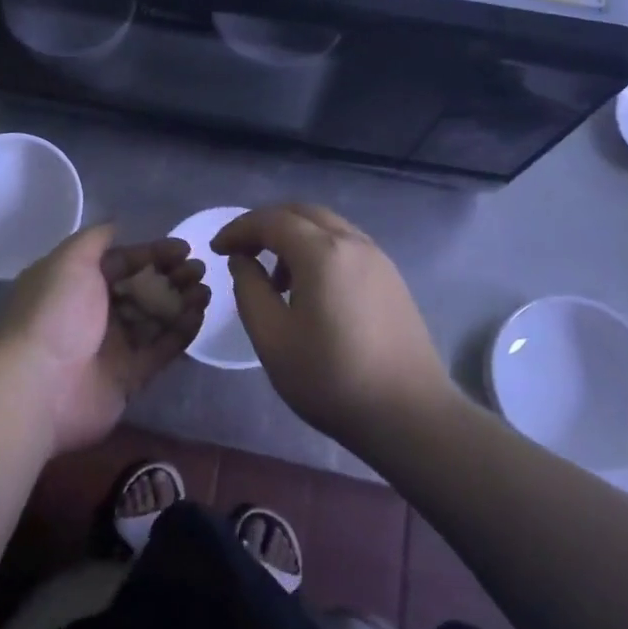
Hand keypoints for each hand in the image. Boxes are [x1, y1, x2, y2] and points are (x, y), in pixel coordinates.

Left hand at [0, 225, 206, 455]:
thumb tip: (116, 225)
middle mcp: (93, 312)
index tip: (183, 248)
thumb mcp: (70, 260)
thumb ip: (95, 239)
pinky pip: (160, 349)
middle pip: (140, 289)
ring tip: (205, 290)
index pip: (121, 261)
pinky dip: (180, 332)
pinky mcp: (128, 377)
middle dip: (170, 276)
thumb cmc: (55, 313)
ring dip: (180, 302)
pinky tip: (200, 315)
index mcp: (76, 283)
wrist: (38, 385)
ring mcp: (111, 346)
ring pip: (154, 318)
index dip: (152, 253)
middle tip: (199, 269)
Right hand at [212, 204, 448, 448]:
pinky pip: (346, 246)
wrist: (411, 416)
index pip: (271, 220)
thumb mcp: (272, 338)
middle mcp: (353, 242)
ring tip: (275, 279)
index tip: (216, 249)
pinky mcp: (392, 279)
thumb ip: (249, 289)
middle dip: (266, 225)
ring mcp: (378, 259)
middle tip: (242, 252)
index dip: (239, 229)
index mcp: (321, 252)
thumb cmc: (331, 379)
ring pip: (327, 227)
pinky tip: (311, 290)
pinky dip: (319, 251)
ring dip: (294, 238)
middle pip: (302, 213)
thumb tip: (243, 260)